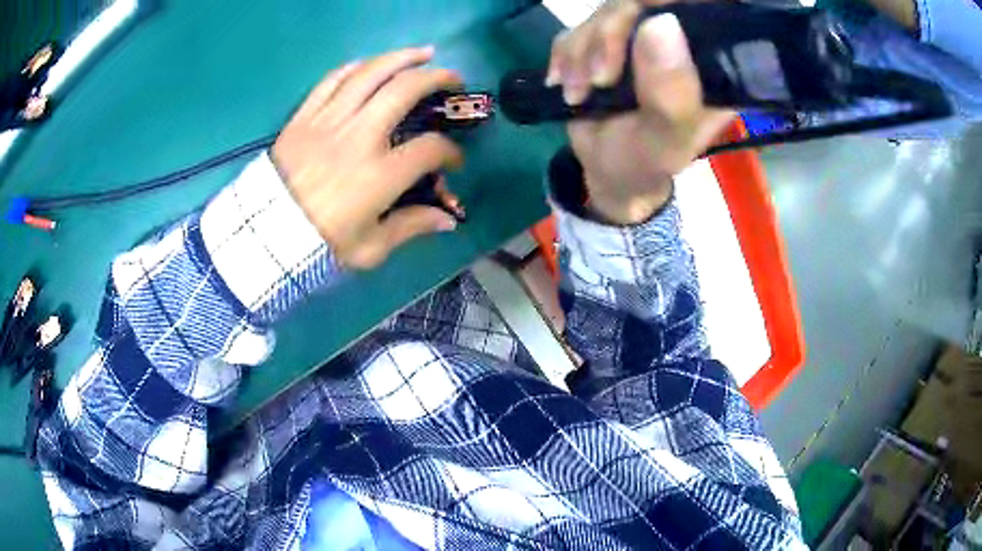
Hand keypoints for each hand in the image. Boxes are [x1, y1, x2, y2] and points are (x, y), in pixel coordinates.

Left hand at [272, 47, 462, 268]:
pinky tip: (372, 64)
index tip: (452, 161)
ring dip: (402, 57)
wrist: (266, 236)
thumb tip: (448, 221)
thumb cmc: (320, 244)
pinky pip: (332, 80)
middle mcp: (359, 138)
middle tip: (453, 80)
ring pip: (370, 73)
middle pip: (405, 90)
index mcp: (380, 175)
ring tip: (424, 53)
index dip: (450, 152)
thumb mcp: (370, 248)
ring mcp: (329, 121)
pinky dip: (356, 67)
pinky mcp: (304, 117)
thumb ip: (411, 227)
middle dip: (437, 79)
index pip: (430, 149)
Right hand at [546, 0, 734, 223]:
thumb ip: (670, 93)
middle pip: (644, 2)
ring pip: (606, 10)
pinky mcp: (608, 38)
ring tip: (579, 93)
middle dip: (610, 33)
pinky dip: (565, 55)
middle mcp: (681, 41)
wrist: (607, 169)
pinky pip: (578, 25)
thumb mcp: (664, 140)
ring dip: (582, 51)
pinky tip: (568, 85)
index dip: (668, 6)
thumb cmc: (645, 161)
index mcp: (710, 63)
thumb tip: (661, 23)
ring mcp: (642, 36)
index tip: (640, 19)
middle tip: (599, 78)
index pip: (701, 9)